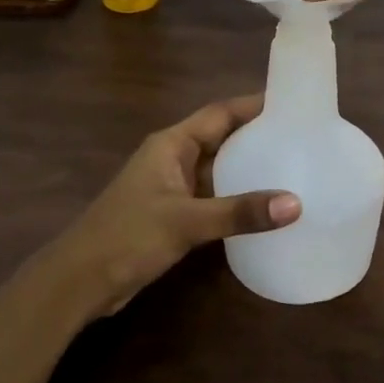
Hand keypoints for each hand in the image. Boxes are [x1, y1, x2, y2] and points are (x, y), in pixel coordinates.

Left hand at [44, 96, 299, 318]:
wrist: (80, 281)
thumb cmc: (128, 236)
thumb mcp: (186, 221)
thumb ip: (239, 212)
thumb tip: (295, 204)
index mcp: (171, 144)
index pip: (219, 114)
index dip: (253, 105)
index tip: (292, 102)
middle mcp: (173, 158)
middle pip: (222, 139)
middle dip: (258, 136)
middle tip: (303, 137)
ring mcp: (172, 188)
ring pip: (219, 170)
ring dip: (249, 170)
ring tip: (295, 169)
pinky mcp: (173, 215)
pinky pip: (213, 198)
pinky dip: (237, 199)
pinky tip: (265, 209)